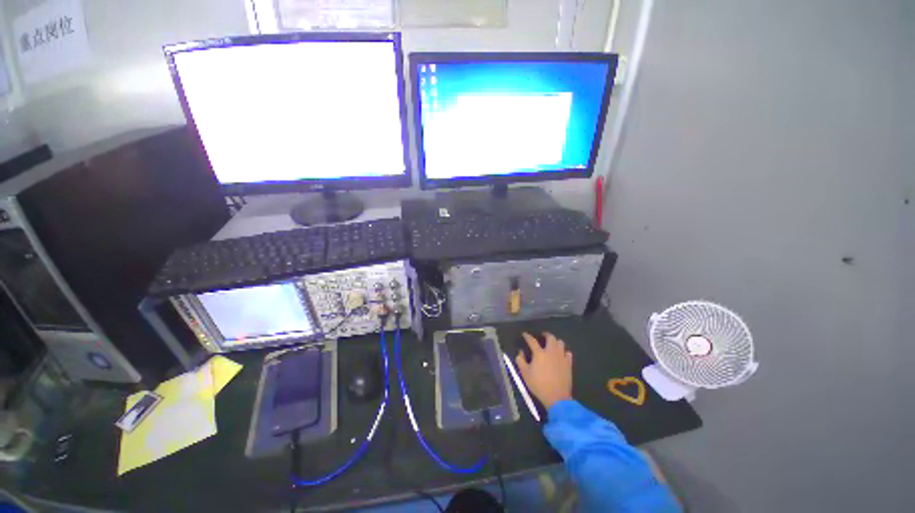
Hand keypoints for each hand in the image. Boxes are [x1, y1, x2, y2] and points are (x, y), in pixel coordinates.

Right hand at [516, 332, 572, 409]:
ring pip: (560, 343)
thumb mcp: (525, 374)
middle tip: (542, 336)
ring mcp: (561, 357)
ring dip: (555, 342)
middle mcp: (551, 352)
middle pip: (550, 337)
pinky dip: (564, 352)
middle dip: (546, 334)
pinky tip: (561, 355)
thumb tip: (520, 352)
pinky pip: (568, 353)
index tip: (525, 334)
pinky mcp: (568, 364)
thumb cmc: (538, 385)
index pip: (532, 341)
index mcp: (539, 353)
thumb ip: (521, 361)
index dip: (527, 336)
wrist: (557, 397)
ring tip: (552, 345)